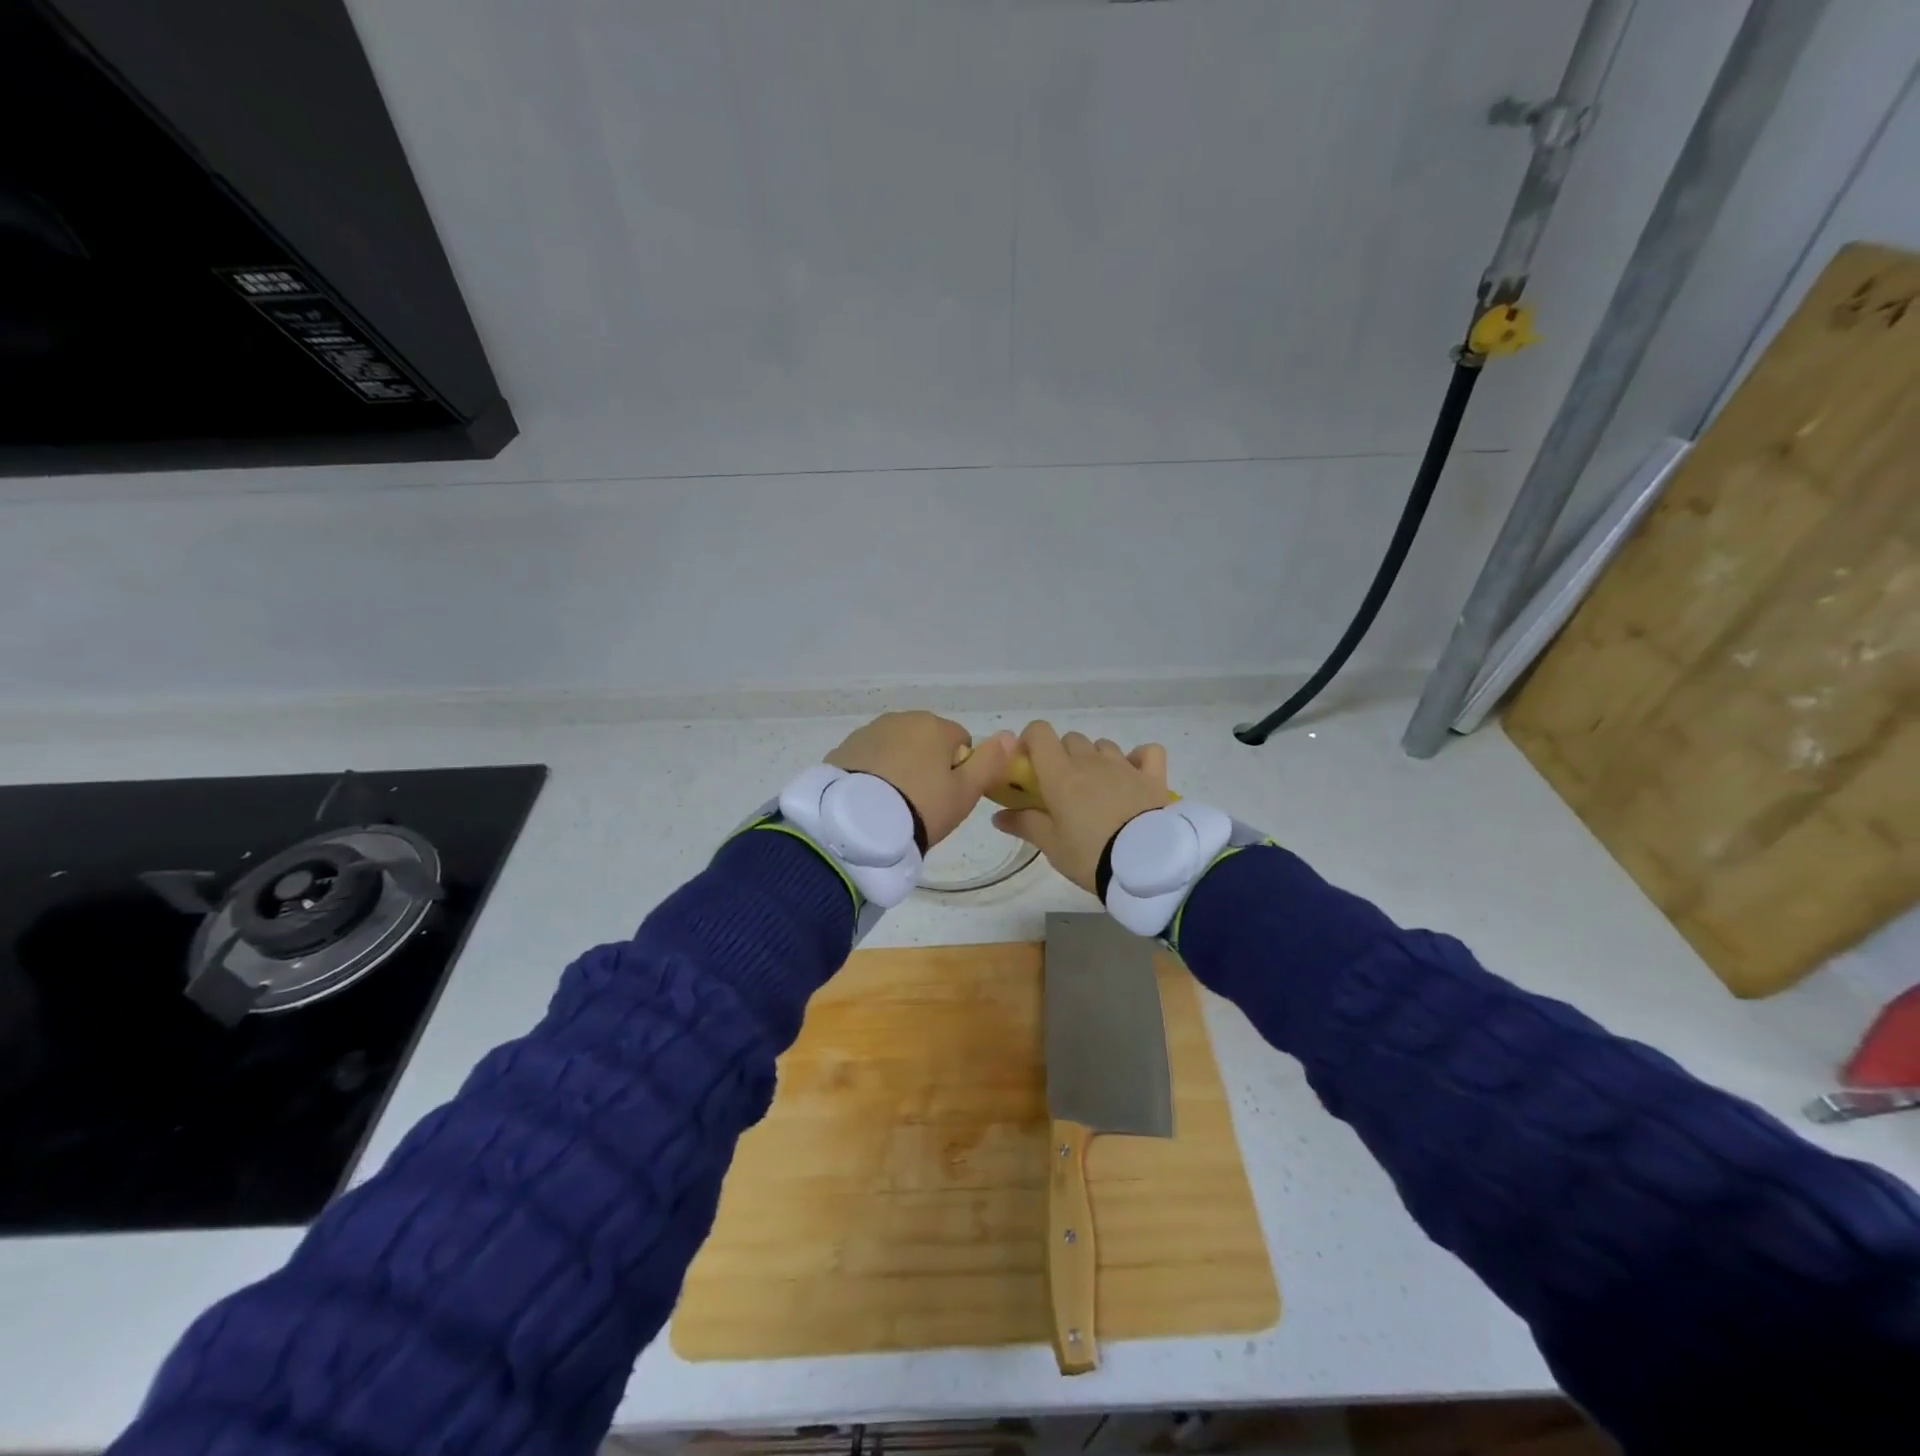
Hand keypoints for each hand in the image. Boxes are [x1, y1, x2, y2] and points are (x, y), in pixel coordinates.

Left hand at [826, 712, 1015, 848]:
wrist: (858, 824)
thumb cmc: (921, 807)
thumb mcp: (965, 792)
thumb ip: (990, 762)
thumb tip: (1011, 735)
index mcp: (934, 726)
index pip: (961, 741)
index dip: (960, 770)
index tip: (948, 797)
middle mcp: (901, 719)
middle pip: (926, 741)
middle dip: (928, 765)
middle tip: (922, 802)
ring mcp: (868, 732)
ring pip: (896, 748)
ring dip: (900, 767)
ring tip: (894, 803)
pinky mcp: (842, 749)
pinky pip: (869, 758)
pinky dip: (873, 773)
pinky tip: (870, 799)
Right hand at [992, 721, 1172, 893]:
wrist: (1146, 865)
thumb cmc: (1090, 854)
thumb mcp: (1052, 846)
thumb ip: (1025, 824)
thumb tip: (997, 816)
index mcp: (1060, 774)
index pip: (1040, 733)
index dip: (1031, 741)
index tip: (1028, 764)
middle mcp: (1091, 761)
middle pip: (1071, 739)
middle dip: (1062, 755)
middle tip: (1062, 788)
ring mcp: (1124, 765)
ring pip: (1103, 746)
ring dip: (1095, 758)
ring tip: (1097, 789)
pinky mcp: (1153, 776)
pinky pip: (1147, 752)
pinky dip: (1139, 758)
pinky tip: (1134, 775)